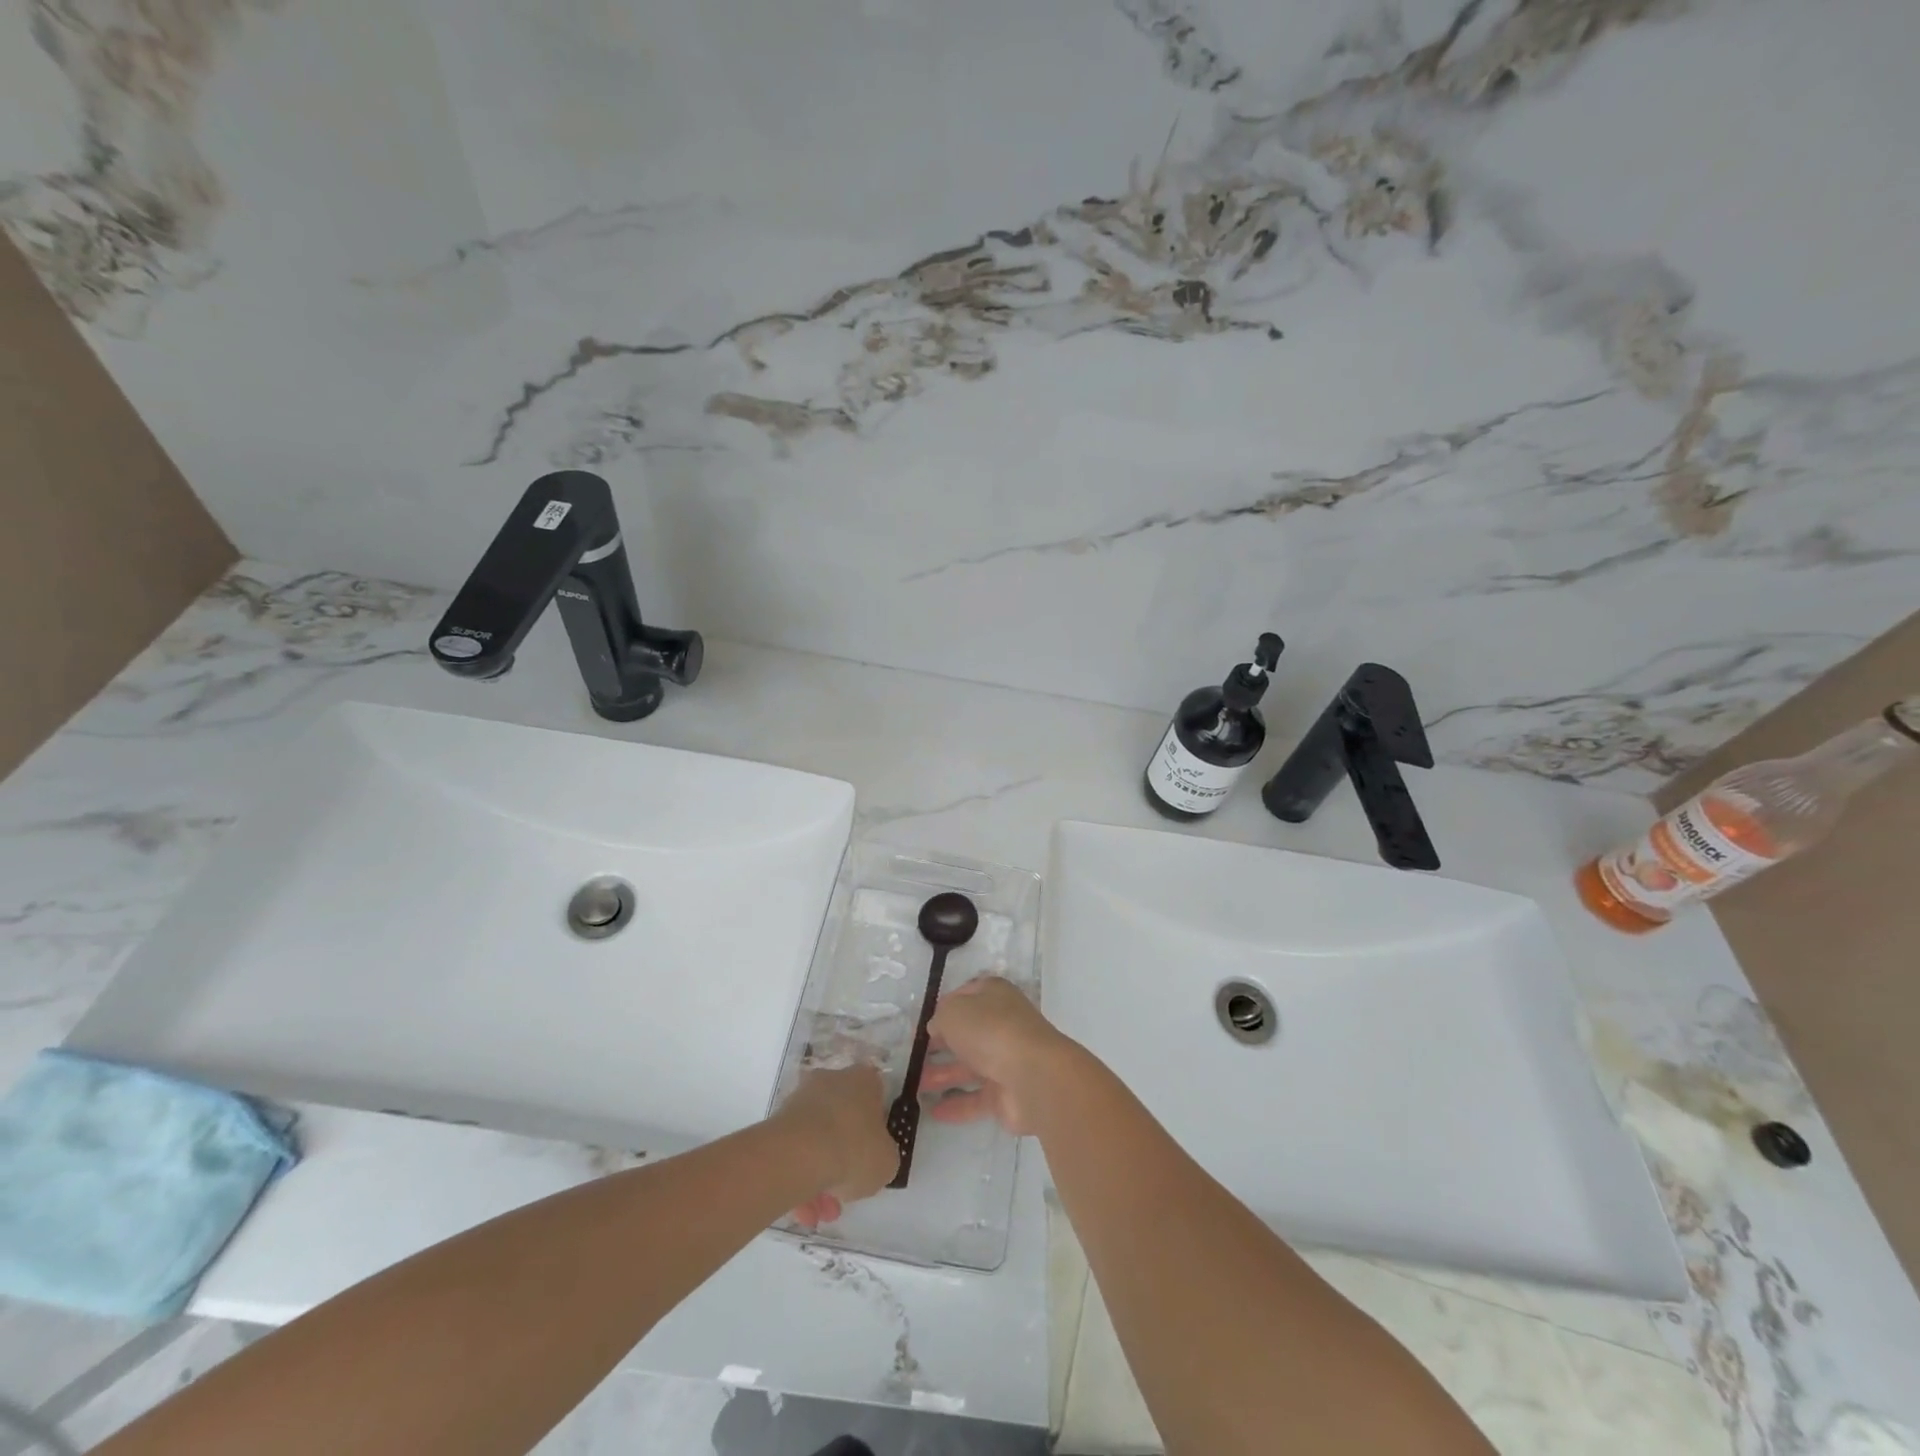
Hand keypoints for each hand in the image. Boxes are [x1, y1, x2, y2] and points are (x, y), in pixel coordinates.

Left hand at [775, 1064, 897, 1228]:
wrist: (800, 1154)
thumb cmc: (854, 1149)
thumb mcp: (887, 1161)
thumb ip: (884, 1155)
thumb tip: (874, 1157)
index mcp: (864, 1081)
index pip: (875, 1097)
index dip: (875, 1128)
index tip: (873, 1154)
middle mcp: (832, 1081)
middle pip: (843, 1120)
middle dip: (844, 1159)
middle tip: (845, 1193)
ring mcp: (802, 1099)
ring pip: (817, 1140)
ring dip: (820, 1176)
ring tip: (820, 1213)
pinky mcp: (778, 1121)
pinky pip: (796, 1151)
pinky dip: (800, 1178)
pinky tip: (804, 1211)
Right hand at [921, 976, 1077, 1136]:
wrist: (1034, 1076)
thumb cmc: (991, 1030)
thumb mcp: (954, 1011)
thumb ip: (940, 1017)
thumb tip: (937, 1028)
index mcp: (994, 996)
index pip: (965, 995)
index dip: (943, 1008)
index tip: (922, 1024)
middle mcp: (1001, 1024)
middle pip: (967, 1033)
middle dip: (940, 1044)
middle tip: (914, 1056)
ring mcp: (1006, 1060)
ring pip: (969, 1067)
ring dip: (942, 1075)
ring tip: (915, 1086)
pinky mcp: (1006, 1094)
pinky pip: (976, 1098)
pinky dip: (956, 1104)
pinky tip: (932, 1112)